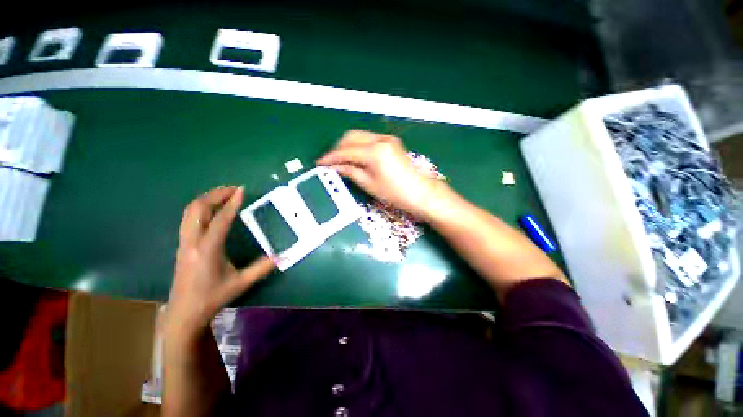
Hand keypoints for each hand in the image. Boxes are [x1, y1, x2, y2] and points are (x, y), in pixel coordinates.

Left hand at [166, 186, 274, 340]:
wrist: (184, 312)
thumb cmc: (213, 297)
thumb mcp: (241, 283)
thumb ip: (262, 268)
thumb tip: (283, 257)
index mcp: (208, 250)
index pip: (220, 220)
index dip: (231, 203)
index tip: (241, 190)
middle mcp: (192, 242)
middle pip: (197, 209)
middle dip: (215, 194)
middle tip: (233, 189)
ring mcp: (184, 242)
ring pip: (190, 212)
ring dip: (206, 199)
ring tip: (224, 194)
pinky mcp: (183, 244)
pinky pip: (189, 218)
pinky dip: (201, 207)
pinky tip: (213, 209)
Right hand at [317, 130, 448, 219]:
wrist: (418, 191)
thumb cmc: (394, 192)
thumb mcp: (368, 184)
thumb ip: (350, 171)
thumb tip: (334, 166)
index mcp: (375, 152)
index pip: (346, 151)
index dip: (331, 157)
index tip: (319, 162)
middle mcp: (380, 139)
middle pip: (351, 137)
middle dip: (337, 148)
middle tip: (330, 161)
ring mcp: (387, 138)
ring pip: (359, 135)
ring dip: (347, 145)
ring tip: (340, 159)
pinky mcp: (391, 141)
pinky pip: (368, 138)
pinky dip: (358, 145)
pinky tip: (355, 155)